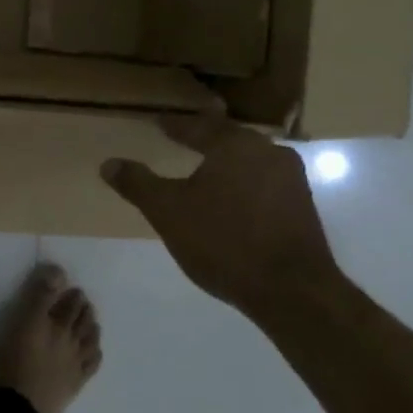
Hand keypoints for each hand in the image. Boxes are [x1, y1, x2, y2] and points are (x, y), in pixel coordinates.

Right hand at [101, 113, 346, 322]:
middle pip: (228, 137)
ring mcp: (291, 179)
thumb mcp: (167, 212)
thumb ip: (138, 184)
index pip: (197, 126)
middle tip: (184, 136)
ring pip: (250, 159)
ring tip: (207, 166)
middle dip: (205, 137)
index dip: (175, 125)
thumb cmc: (223, 241)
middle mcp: (267, 151)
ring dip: (227, 160)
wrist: (291, 290)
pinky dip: (244, 182)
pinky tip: (233, 197)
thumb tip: (108, 163)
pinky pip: (264, 181)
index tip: (159, 123)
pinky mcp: (303, 206)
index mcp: (234, 145)